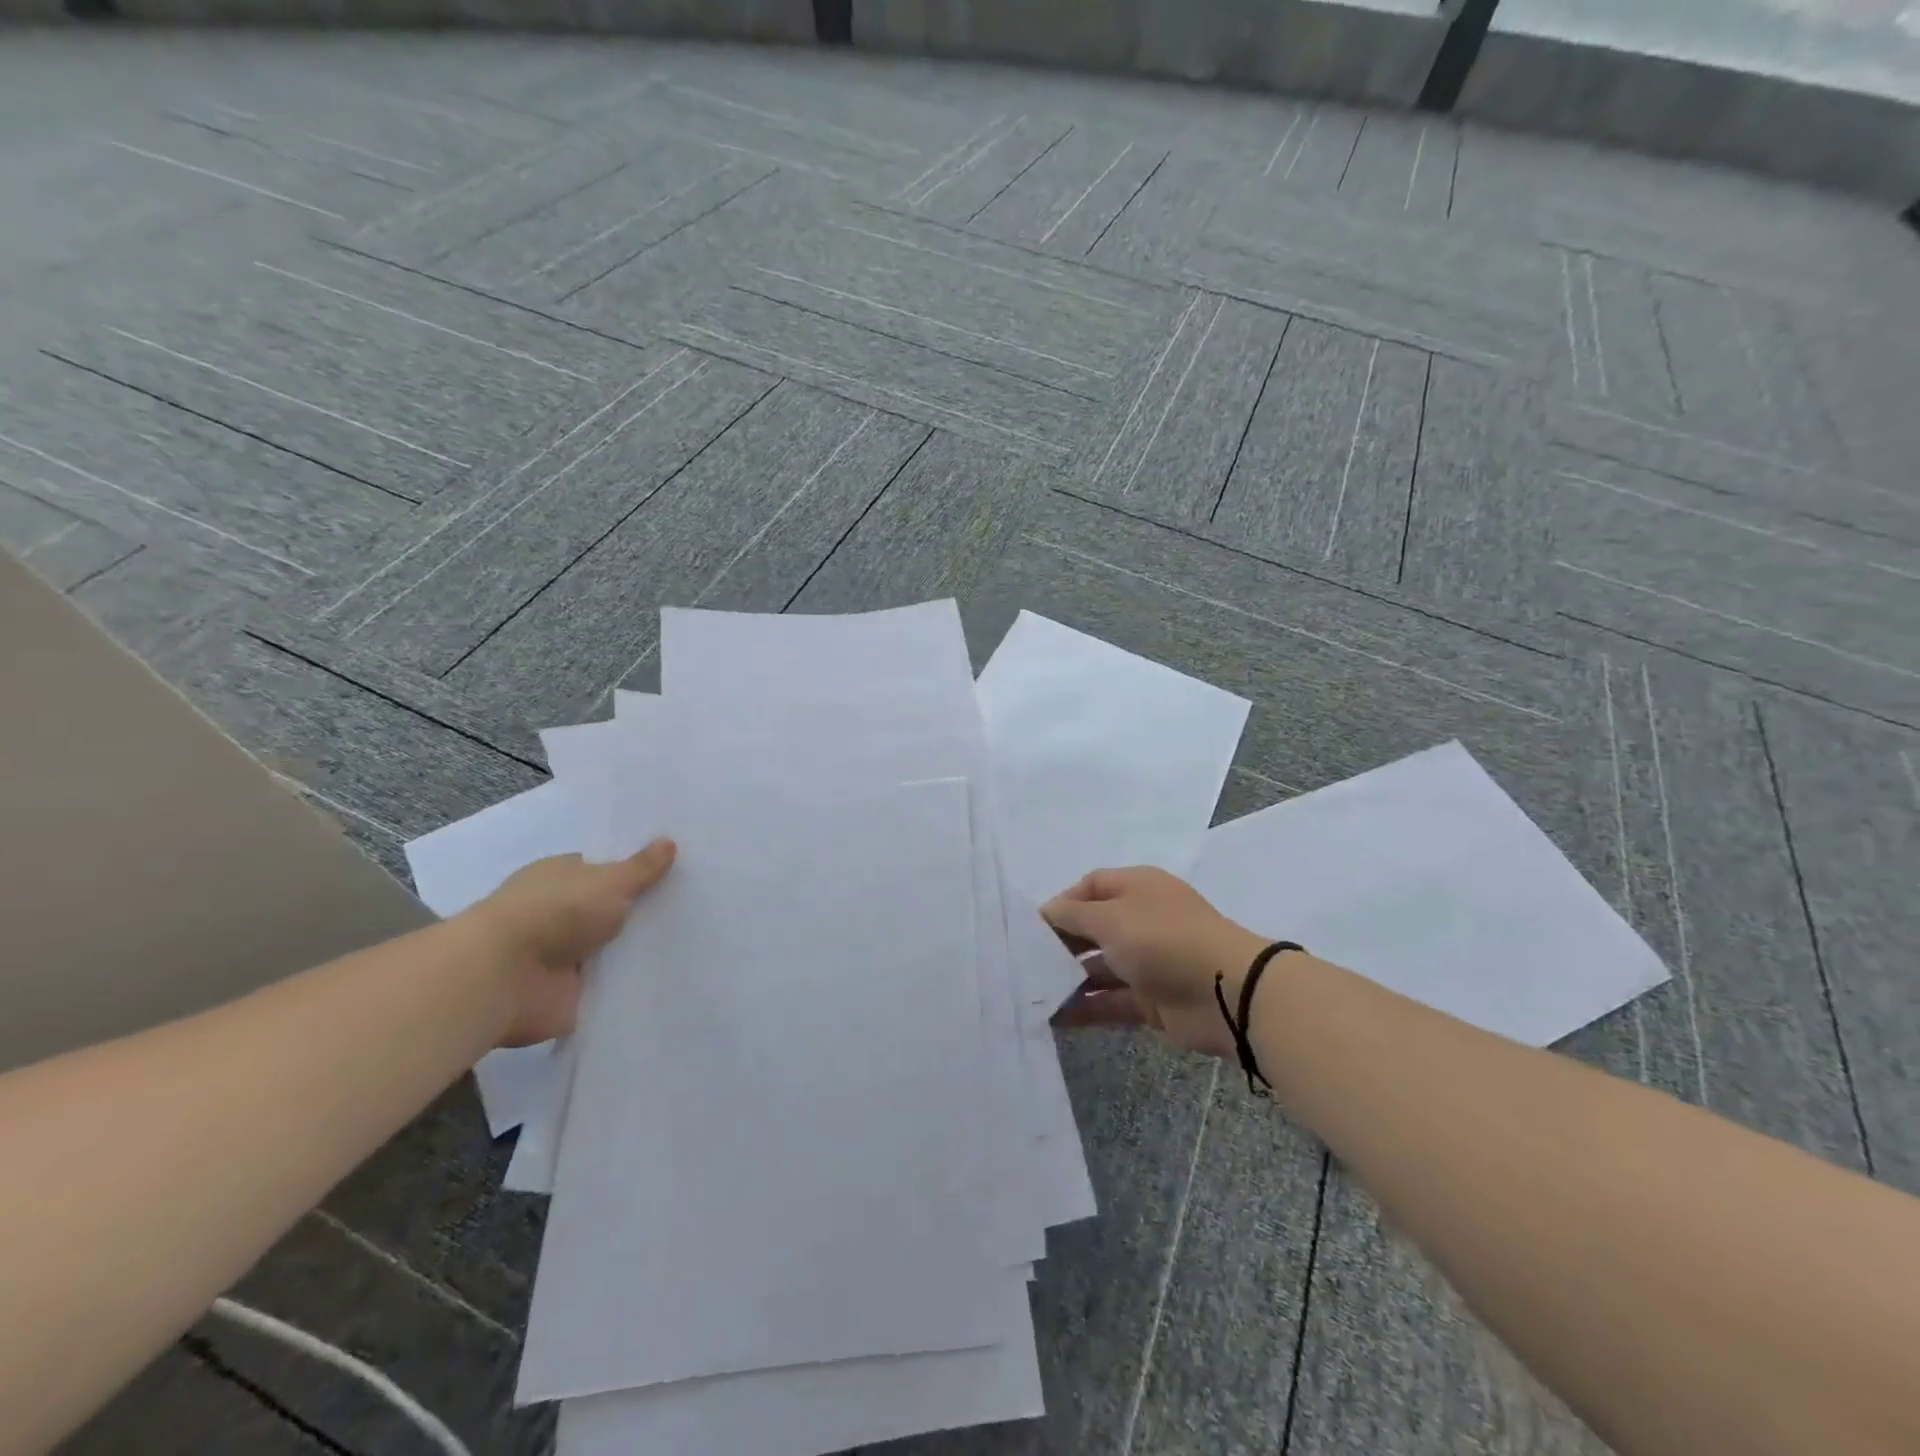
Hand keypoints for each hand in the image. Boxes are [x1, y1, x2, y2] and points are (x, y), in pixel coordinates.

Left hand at [460, 839, 676, 1046]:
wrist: (506, 977)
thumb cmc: (556, 912)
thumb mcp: (610, 881)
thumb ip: (641, 867)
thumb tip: (669, 841)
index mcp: (561, 876)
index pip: (603, 869)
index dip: (636, 872)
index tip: (676, 874)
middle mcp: (559, 912)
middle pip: (610, 909)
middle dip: (642, 911)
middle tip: (694, 907)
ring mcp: (562, 954)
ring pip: (612, 947)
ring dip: (637, 949)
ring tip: (692, 942)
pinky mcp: (568, 992)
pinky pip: (609, 984)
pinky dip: (630, 983)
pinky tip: (668, 978)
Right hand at [1044, 867, 1268, 1058]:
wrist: (1227, 992)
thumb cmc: (1162, 939)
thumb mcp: (1110, 917)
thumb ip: (1071, 915)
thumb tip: (1045, 913)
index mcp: (1137, 887)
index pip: (1090, 886)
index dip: (1062, 903)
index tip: (1033, 927)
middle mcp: (1142, 919)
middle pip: (1093, 927)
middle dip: (1061, 943)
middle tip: (1026, 962)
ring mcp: (1149, 961)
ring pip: (1100, 967)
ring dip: (1069, 980)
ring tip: (1032, 994)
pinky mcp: (1152, 999)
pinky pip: (1111, 1001)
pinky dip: (1086, 1008)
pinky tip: (1055, 1018)